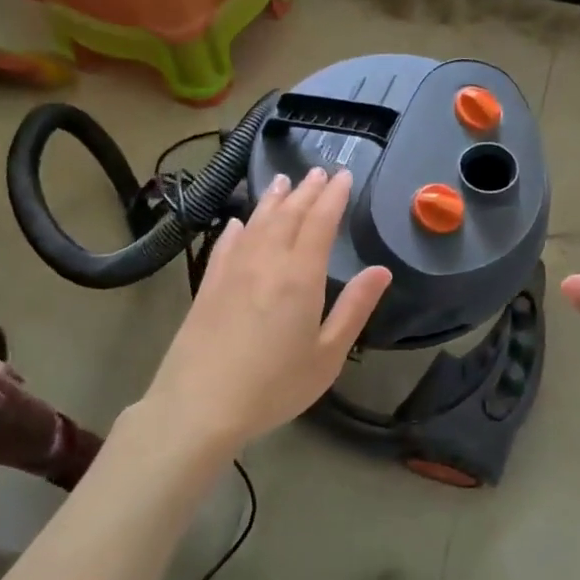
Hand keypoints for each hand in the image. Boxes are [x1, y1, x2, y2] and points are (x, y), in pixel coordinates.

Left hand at [136, 167, 391, 451]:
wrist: (199, 407)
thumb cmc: (274, 386)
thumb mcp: (327, 354)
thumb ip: (355, 308)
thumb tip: (381, 270)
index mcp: (300, 276)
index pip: (320, 222)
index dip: (333, 196)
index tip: (343, 175)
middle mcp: (266, 262)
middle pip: (288, 215)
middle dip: (307, 191)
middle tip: (319, 172)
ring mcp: (232, 271)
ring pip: (256, 223)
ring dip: (273, 200)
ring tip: (284, 182)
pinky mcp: (207, 286)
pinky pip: (226, 245)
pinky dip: (237, 229)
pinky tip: (239, 222)